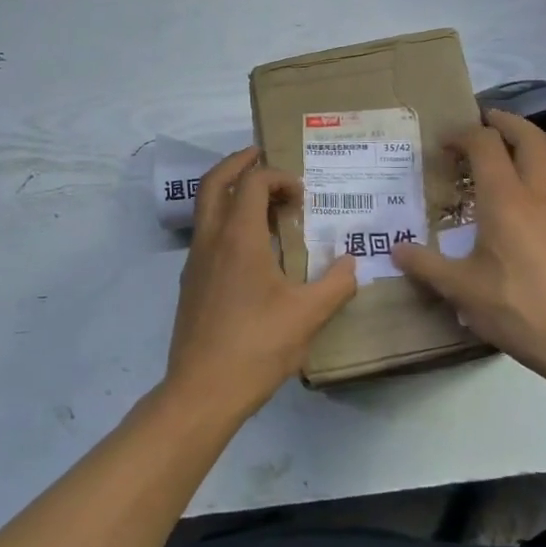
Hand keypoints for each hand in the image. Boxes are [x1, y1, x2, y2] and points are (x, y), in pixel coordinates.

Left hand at [166, 147, 357, 419]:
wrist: (202, 390)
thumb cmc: (256, 347)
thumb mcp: (307, 316)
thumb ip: (336, 284)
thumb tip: (353, 262)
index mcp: (238, 238)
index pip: (254, 183)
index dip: (279, 177)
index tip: (303, 196)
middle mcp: (211, 240)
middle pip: (215, 182)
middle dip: (239, 162)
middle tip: (262, 156)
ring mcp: (195, 261)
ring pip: (206, 207)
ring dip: (231, 191)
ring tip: (262, 199)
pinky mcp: (191, 282)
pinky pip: (207, 233)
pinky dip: (226, 220)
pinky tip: (251, 246)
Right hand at [392, 110, 545, 385]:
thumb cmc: (518, 308)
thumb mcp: (462, 290)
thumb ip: (426, 265)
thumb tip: (395, 250)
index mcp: (506, 199)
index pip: (486, 144)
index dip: (463, 134)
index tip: (444, 142)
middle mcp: (539, 195)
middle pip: (530, 138)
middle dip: (506, 121)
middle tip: (484, 120)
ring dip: (523, 150)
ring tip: (497, 164)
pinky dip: (534, 179)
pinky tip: (518, 210)